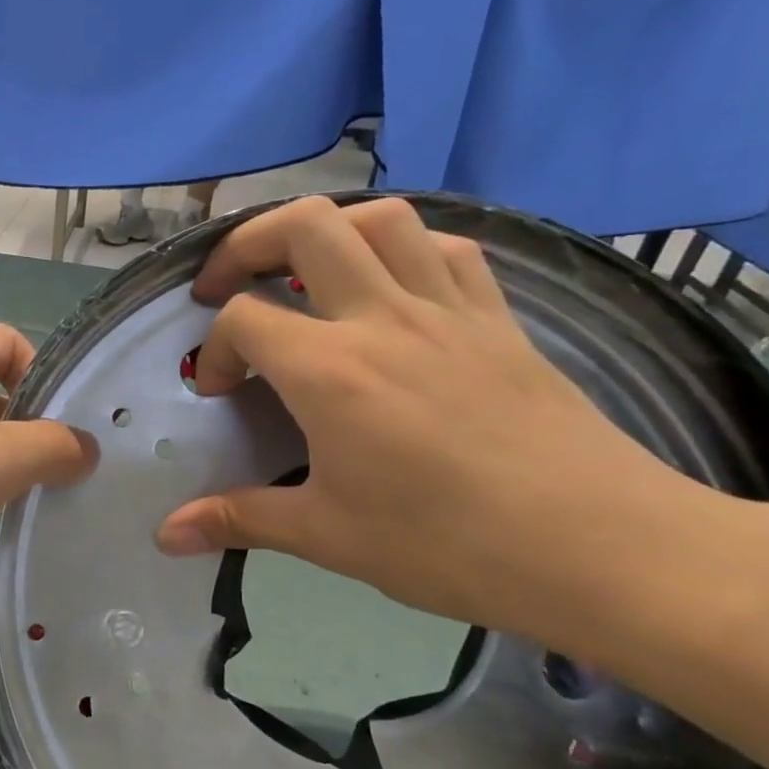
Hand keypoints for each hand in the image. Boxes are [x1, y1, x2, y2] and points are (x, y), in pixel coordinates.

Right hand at [155, 196, 716, 643]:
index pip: (244, 320)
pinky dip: (405, 249)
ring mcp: (449, 309)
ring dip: (327, 230)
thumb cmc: (448, 546)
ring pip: (380, 218)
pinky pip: (447, 249)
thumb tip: (166, 535)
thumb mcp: (327, 536)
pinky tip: (391, 288)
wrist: (602, 550)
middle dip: (248, 243)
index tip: (218, 392)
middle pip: (303, 226)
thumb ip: (238, 520)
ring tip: (304, 272)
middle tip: (229, 284)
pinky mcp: (499, 319)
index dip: (213, 350)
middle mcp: (383, 317)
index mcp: (330, 371)